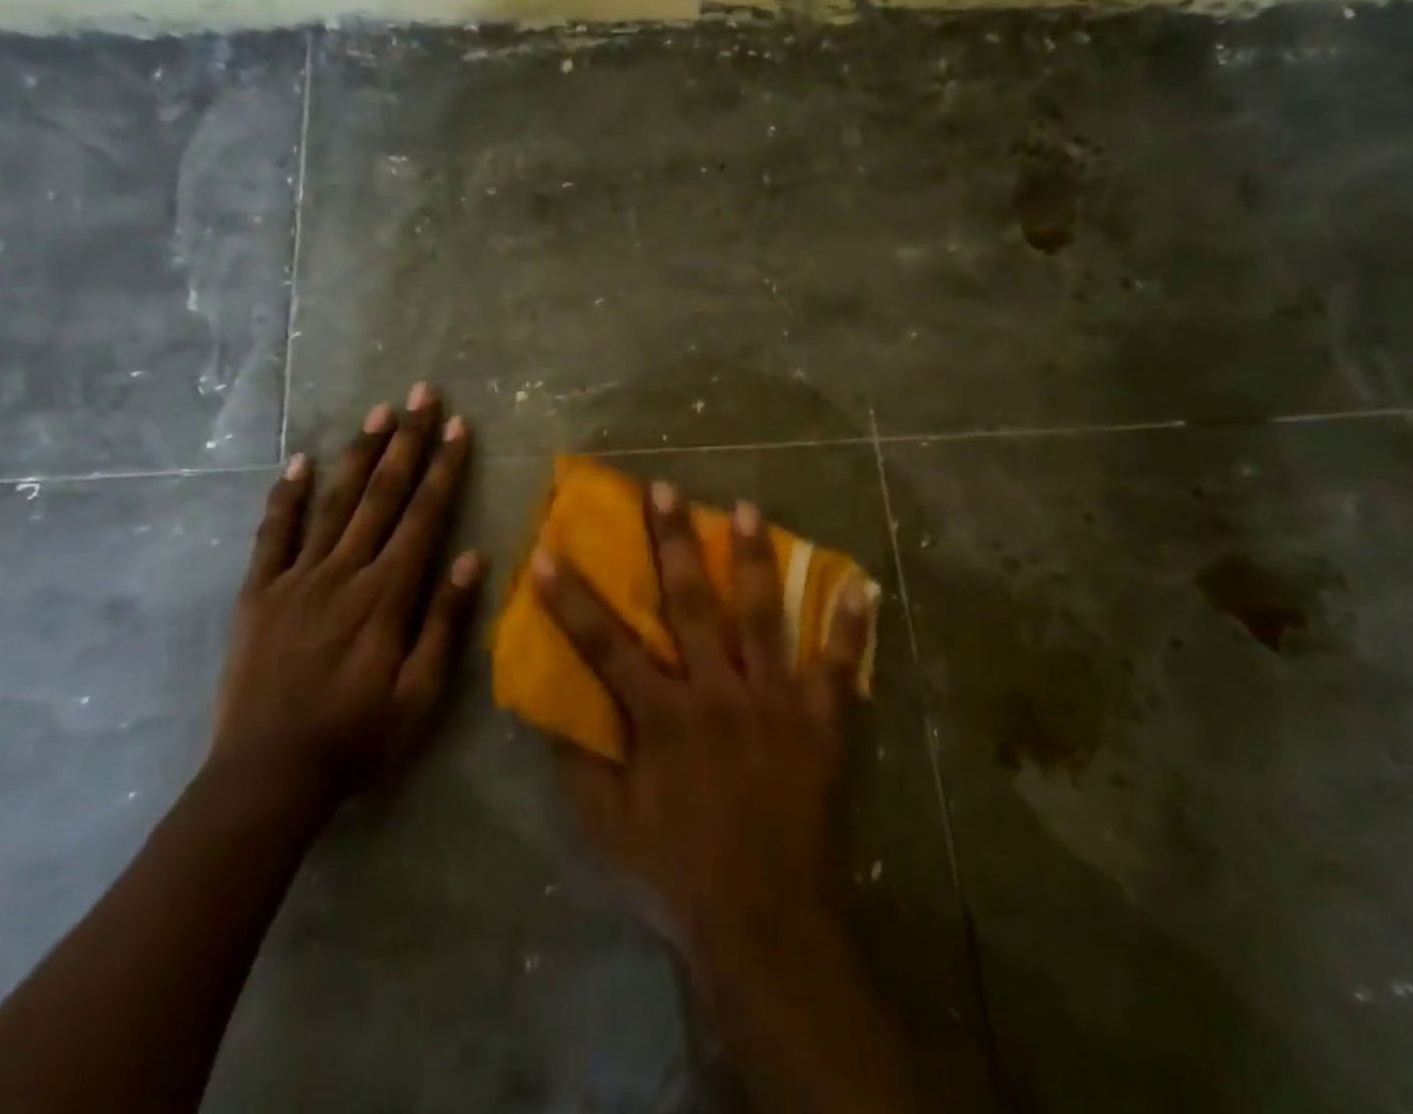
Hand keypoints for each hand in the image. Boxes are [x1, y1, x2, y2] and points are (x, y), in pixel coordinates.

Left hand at [211, 383, 485, 816]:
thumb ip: (445, 621)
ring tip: (377, 412)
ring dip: (359, 454)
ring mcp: (296, 578)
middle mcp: (344, 572)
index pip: (423, 515)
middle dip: (406, 441)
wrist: (267, 776)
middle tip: (421, 394)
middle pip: (382, 494)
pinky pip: (273, 534)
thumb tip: (471, 557)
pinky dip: (286, 496)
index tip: (456, 426)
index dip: (443, 467)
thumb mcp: (420, 694)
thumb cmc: (357, 737)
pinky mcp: (258, 593)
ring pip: (334, 502)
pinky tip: (299, 462)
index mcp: (387, 594)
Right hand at [531, 481, 874, 970]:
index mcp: (664, 718)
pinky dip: (851, 625)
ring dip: (753, 559)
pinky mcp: (821, 722)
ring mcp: (776, 703)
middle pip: (691, 604)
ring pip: (763, 616)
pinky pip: (840, 666)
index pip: (606, 645)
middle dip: (673, 542)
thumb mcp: (608, 828)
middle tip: (665, 489)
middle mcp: (719, 693)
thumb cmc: (680, 874)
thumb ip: (578, 764)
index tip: (548, 551)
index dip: (572, 599)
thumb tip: (548, 709)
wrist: (767, 923)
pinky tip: (863, 584)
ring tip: (746, 508)